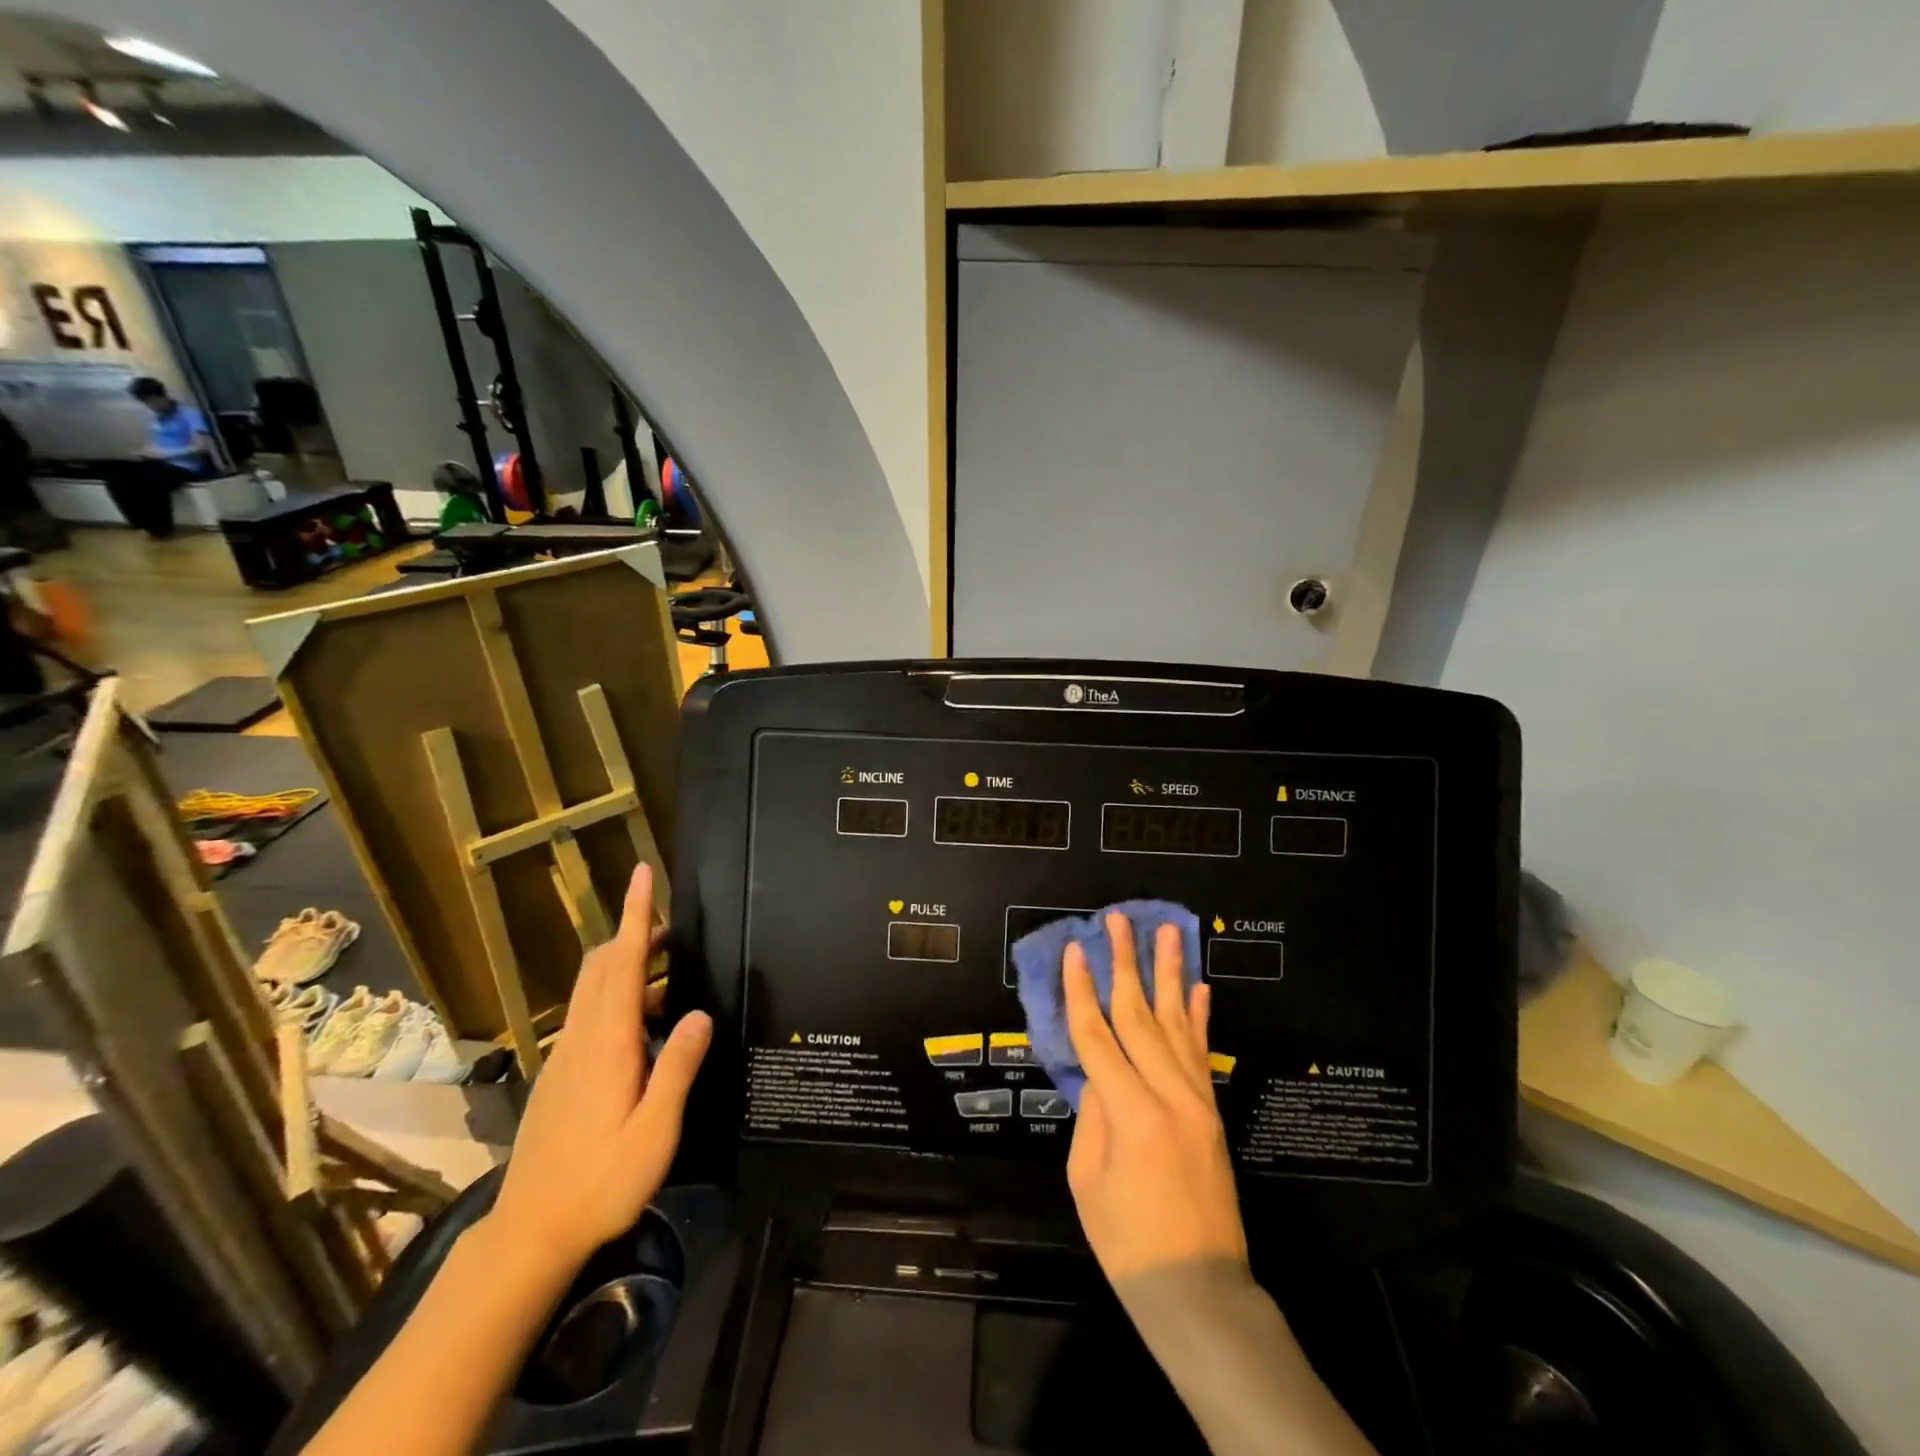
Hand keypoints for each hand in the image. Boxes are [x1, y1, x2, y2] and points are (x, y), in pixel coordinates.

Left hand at [487, 864, 711, 1272]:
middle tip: (674, 927)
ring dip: (627, 965)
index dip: (634, 915)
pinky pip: (589, 1015)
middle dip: (634, 934)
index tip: (642, 874)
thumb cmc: (600, 1182)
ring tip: (671, 976)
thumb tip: (700, 1011)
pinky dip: (618, 997)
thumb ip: (678, 1068)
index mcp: (608, 1044)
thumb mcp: (654, 1131)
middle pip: (603, 965)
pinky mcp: (560, 1075)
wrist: (530, 1233)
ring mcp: (565, 1056)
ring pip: (593, 988)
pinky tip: (646, 1029)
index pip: (623, 963)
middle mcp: (582, 1039)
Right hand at [1064, 914, 1246, 1281]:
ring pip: (1178, 1021)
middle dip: (1125, 962)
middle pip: (1139, 1013)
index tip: (1073, 949)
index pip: (1097, 1034)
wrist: (1199, 1289)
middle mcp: (1168, 1093)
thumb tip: (1097, 1075)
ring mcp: (1196, 1099)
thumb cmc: (1128, 1243)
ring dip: (1170, 972)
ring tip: (1167, 931)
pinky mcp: (1211, 1110)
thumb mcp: (1088, 1180)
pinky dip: (1200, 1015)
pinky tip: (1200, 986)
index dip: (1080, 989)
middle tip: (1118, 919)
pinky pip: (1202, 1051)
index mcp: (1129, 1111)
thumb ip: (1092, 1115)